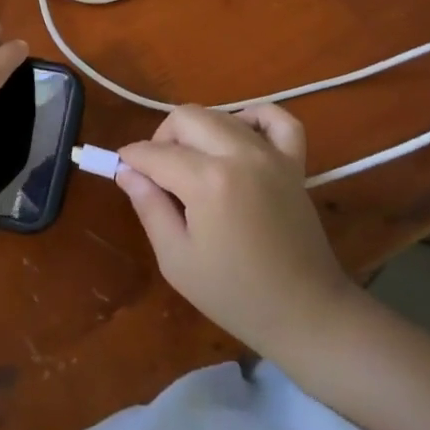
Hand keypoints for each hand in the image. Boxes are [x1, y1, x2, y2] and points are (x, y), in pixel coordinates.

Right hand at [117, 105, 361, 357]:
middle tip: (157, 174)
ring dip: (198, 132)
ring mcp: (271, 155)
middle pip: (186, 117)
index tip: (122, 171)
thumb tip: (127, 171)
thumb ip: (149, 206)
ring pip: (221, 115)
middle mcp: (239, 154)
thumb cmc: (234, 294)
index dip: (131, 159)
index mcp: (208, 181)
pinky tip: (238, 137)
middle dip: (162, 138)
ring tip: (193, 166)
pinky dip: (254, 117)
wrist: (306, 313)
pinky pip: (276, 119)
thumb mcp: (176, 259)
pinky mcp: (295, 162)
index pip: (155, 152)